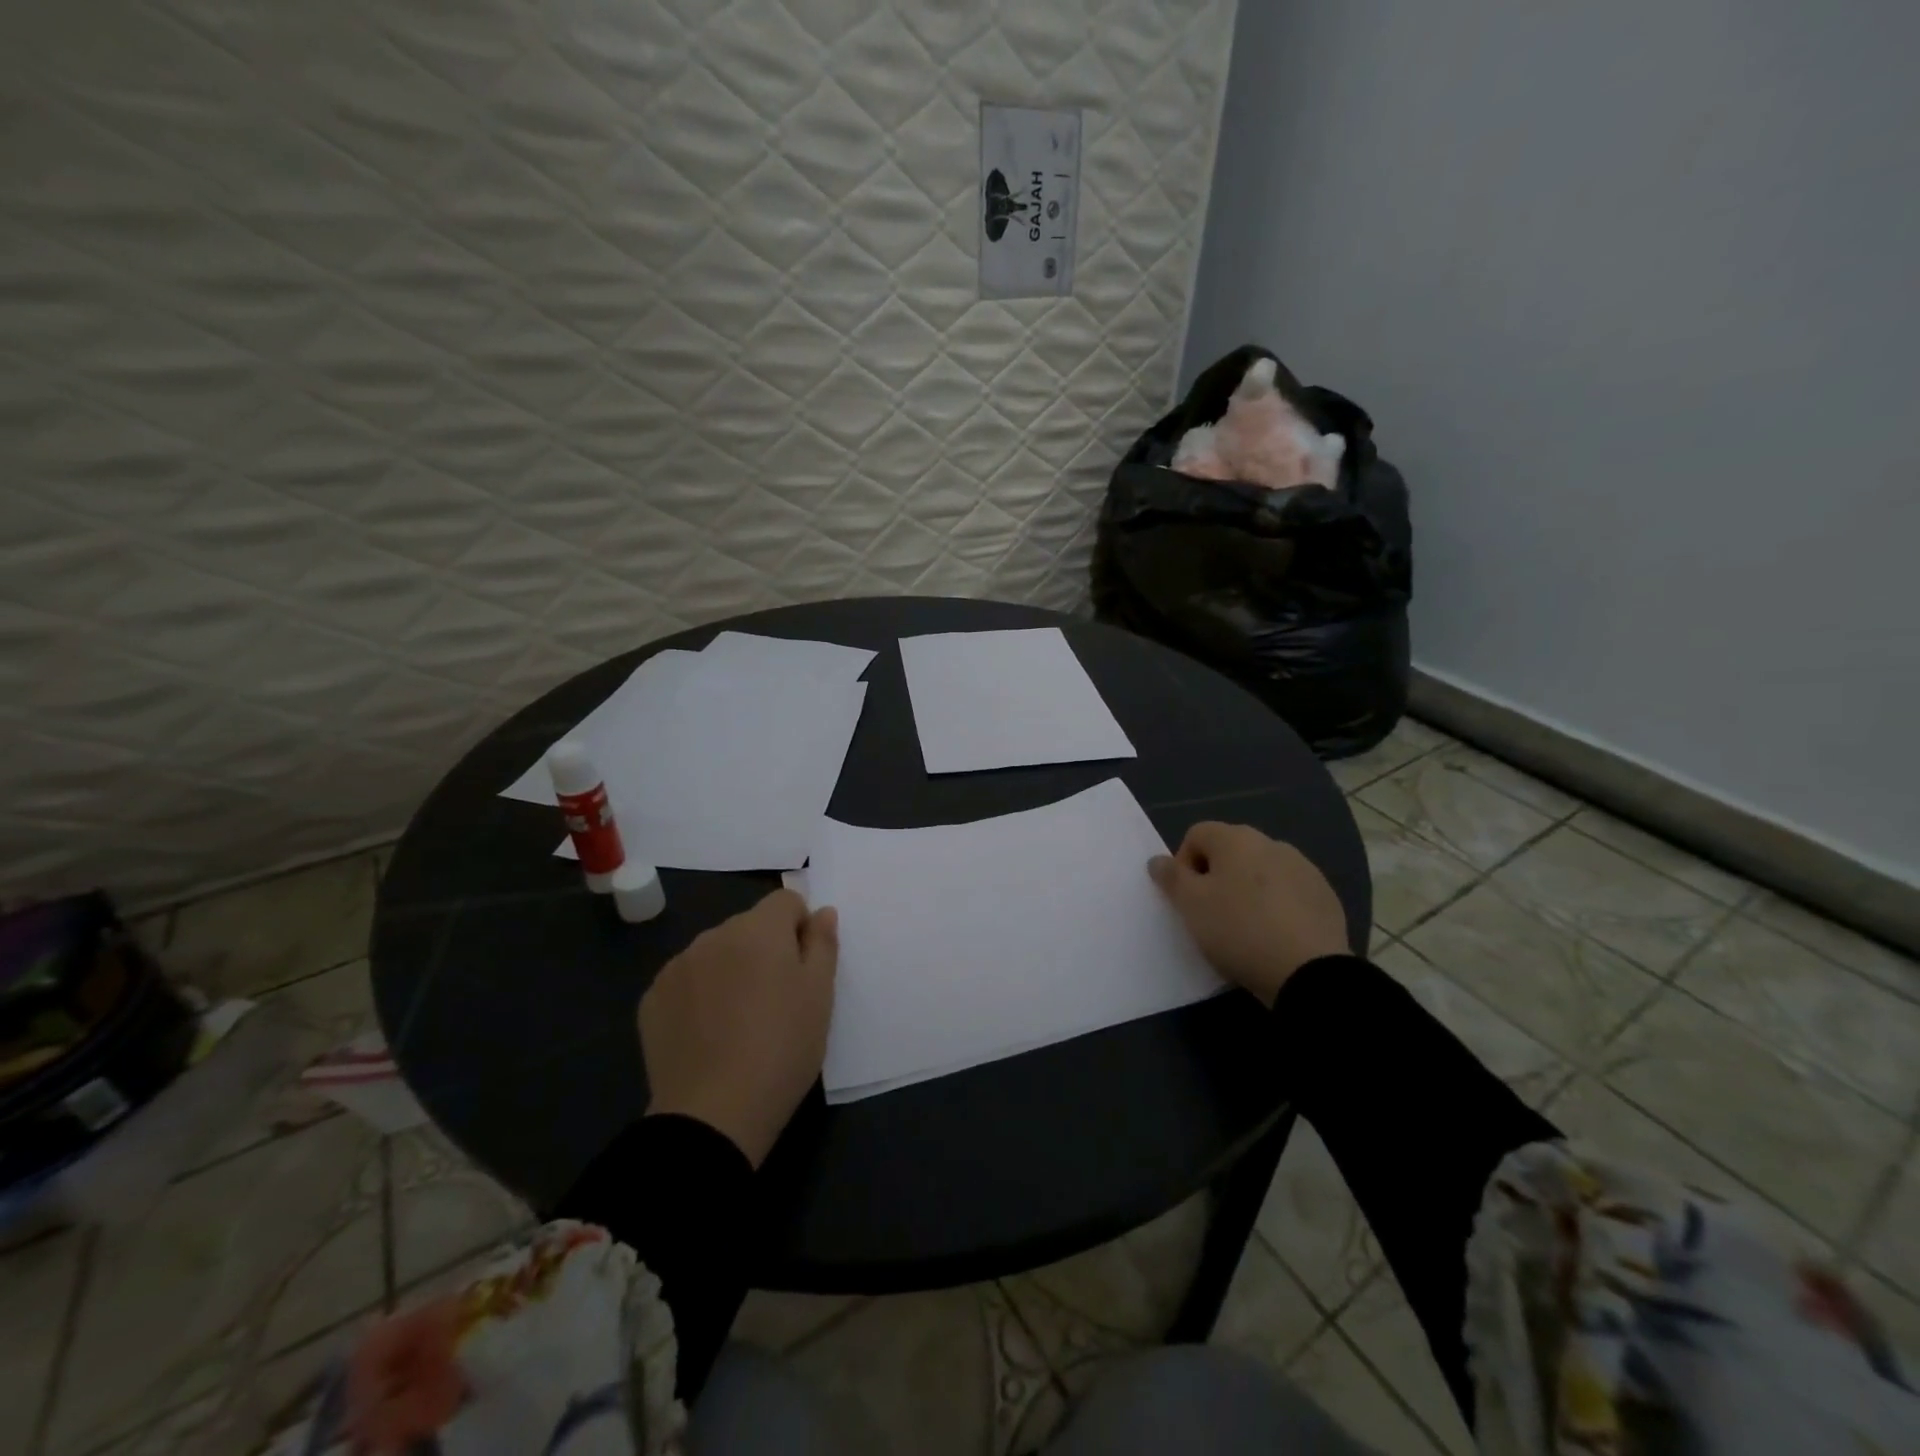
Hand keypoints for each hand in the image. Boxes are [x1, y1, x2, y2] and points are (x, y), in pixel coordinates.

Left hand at [640, 888, 838, 1166]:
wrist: (713, 1114)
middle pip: (749, 926)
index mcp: (759, 929)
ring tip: (740, 1021)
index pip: (786, 901)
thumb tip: (822, 911)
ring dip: (731, 970)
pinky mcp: (652, 999)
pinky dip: (700, 995)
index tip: (804, 969)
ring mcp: (677, 966)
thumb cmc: (782, 1048)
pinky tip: (708, 1034)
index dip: (801, 927)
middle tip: (777, 1000)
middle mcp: (714, 935)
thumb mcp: (820, 995)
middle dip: (766, 949)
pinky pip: (686, 981)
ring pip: (716, 952)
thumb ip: (823, 943)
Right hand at [1148, 823, 1349, 1005]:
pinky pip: (1288, 892)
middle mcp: (1271, 843)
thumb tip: (1157, 860)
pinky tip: (1275, 935)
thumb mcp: (1191, 905)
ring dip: (1247, 889)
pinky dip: (1277, 905)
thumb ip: (1171, 878)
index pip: (1196, 834)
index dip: (1183, 864)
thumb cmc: (1238, 930)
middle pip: (1230, 851)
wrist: (1309, 971)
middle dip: (1216, 876)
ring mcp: (1303, 868)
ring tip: (1245, 927)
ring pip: (1261, 871)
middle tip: (1212, 914)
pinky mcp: (1324, 895)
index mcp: (1236, 839)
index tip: (1187, 898)